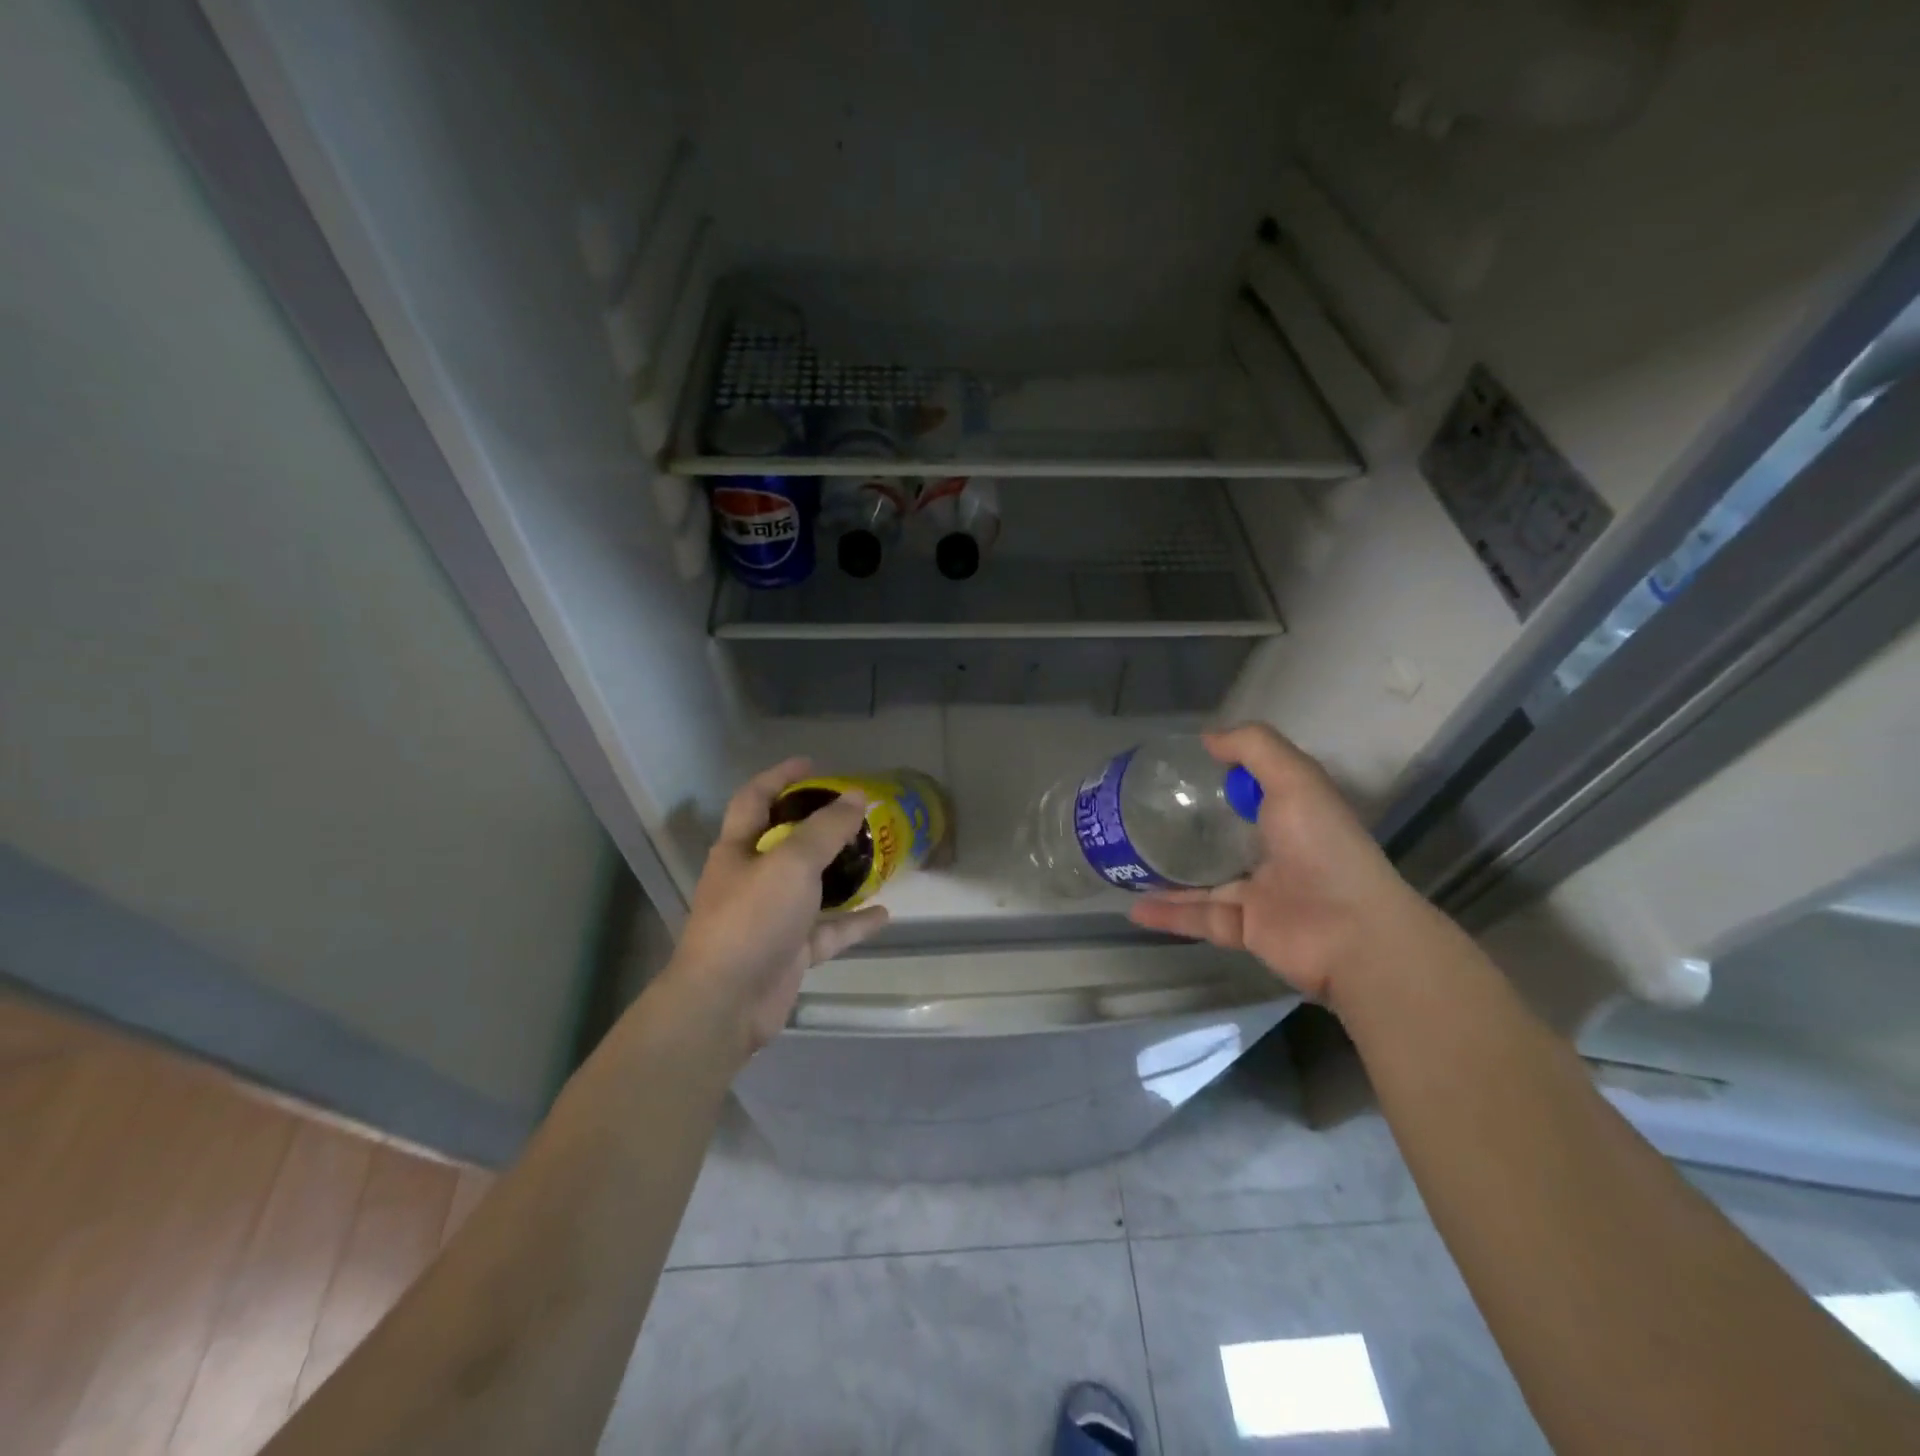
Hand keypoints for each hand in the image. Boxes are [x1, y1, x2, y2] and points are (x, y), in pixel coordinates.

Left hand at [655, 758, 890, 1058]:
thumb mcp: (792, 863)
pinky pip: (826, 930)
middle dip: (818, 825)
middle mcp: (751, 878)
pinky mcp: (788, 951)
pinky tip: (884, 914)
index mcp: (739, 848)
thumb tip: (856, 795)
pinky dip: (853, 922)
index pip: (755, 798)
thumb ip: (826, 829)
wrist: (725, 1002)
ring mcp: (770, 917)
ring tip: (876, 857)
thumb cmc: (752, 919)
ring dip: (840, 873)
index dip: (780, 776)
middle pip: (786, 841)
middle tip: (855, 812)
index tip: (813, 764)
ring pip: (810, 886)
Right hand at [1127, 724, 1433, 1003]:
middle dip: (1187, 829)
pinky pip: (1198, 918)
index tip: (1177, 770)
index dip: (1220, 779)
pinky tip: (1134, 907)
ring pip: (1204, 882)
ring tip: (1127, 862)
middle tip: (1140, 817)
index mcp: (1291, 816)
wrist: (1351, 934)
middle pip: (1224, 838)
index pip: (1253, 792)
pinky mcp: (1244, 929)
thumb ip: (1254, 748)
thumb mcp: (1295, 779)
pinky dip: (1168, 914)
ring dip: (1167, 875)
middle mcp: (1275, 853)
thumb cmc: (1322, 848)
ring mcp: (1259, 894)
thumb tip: (1206, 739)